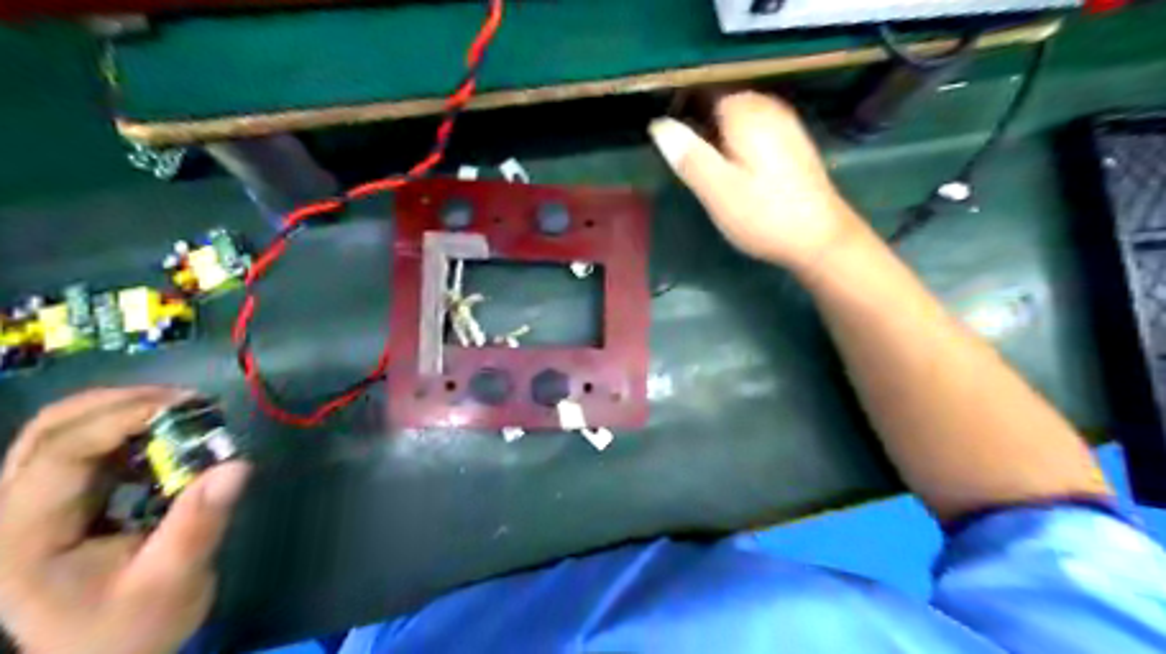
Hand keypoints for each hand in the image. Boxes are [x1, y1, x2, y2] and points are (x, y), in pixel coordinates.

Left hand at [1, 388, 248, 652]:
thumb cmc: (133, 627)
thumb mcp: (173, 582)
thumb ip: (199, 523)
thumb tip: (237, 465)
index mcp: (23, 538)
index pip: (58, 454)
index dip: (120, 419)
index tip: (189, 408)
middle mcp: (10, 514)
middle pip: (50, 431)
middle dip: (122, 404)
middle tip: (191, 403)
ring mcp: (28, 506)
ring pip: (61, 431)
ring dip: (123, 411)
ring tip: (184, 413)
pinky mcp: (56, 502)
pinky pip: (81, 446)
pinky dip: (126, 431)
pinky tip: (166, 438)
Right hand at [647, 89, 863, 269]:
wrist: (821, 239)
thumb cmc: (763, 216)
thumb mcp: (717, 190)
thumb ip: (688, 155)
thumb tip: (657, 124)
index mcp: (746, 113)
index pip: (704, 92)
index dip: (682, 111)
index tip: (670, 143)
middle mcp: (769, 108)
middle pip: (723, 102)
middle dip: (702, 123)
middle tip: (688, 162)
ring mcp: (786, 124)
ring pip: (741, 117)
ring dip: (721, 135)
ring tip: (709, 168)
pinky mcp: (794, 144)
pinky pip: (757, 130)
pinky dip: (741, 143)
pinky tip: (738, 171)